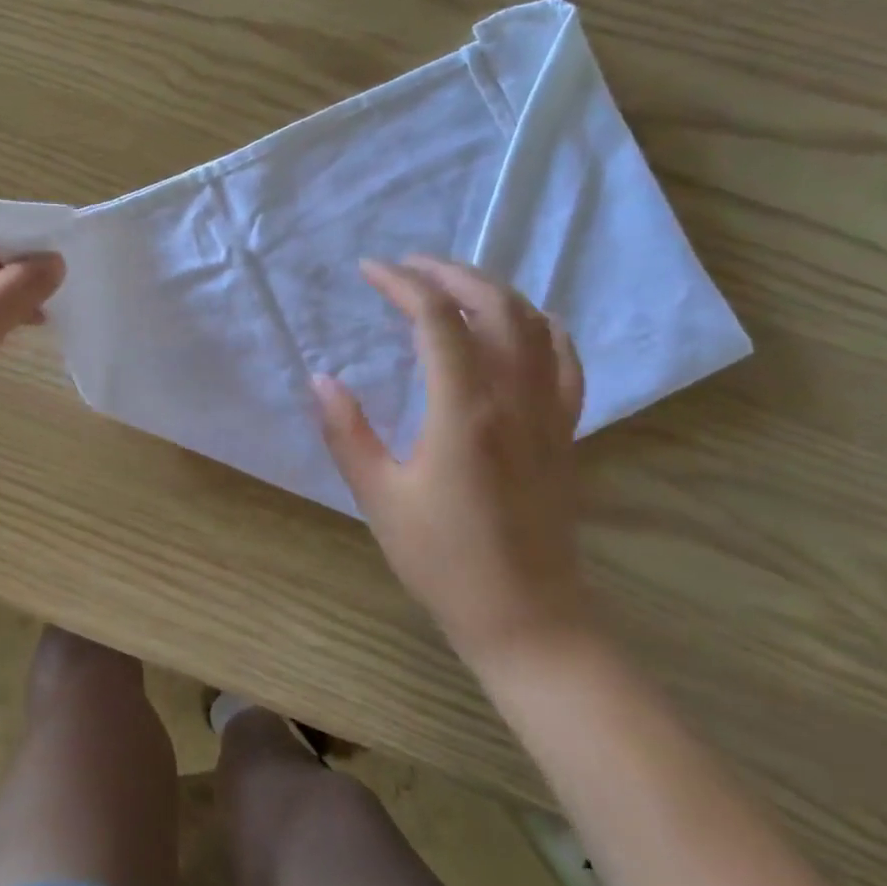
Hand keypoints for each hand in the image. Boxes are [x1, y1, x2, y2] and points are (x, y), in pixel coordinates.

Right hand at [312, 256, 593, 669]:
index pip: (437, 321)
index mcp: (465, 411)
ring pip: (533, 324)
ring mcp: (549, 413)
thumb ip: (348, 433)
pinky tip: (521, 324)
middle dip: (449, 274)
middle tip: (408, 266)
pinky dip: (540, 326)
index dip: (402, 285)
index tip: (369, 271)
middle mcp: (514, 399)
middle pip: (493, 307)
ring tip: (453, 285)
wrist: (528, 619)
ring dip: (492, 291)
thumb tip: (321, 379)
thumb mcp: (380, 498)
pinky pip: (564, 360)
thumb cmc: (444, 562)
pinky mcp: (565, 432)